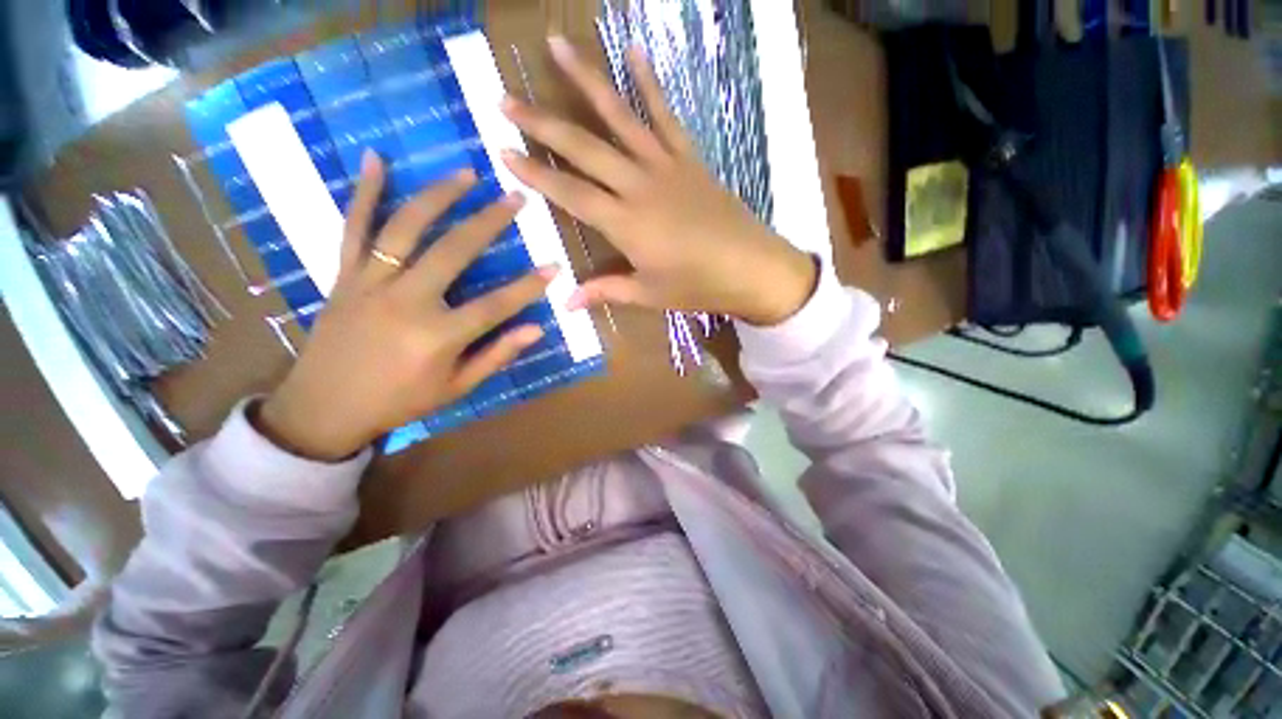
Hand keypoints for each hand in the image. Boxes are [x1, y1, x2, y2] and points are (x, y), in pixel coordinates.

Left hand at [255, 153, 554, 461]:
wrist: (323, 408)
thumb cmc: (399, 401)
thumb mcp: (457, 388)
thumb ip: (497, 355)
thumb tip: (536, 330)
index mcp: (437, 336)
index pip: (496, 304)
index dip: (529, 286)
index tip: (555, 266)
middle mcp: (406, 300)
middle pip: (454, 251)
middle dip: (490, 221)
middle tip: (516, 197)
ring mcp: (371, 282)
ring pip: (406, 227)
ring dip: (439, 196)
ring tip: (467, 172)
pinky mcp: (344, 275)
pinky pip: (353, 227)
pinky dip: (365, 192)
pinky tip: (376, 158)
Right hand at [500, 37, 816, 326]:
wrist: (751, 269)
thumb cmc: (697, 286)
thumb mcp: (649, 294)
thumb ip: (606, 291)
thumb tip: (564, 302)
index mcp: (625, 223)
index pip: (570, 194)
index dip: (536, 174)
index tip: (503, 152)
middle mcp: (639, 186)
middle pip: (584, 148)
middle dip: (542, 124)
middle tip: (505, 99)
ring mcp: (665, 166)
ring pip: (620, 117)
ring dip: (587, 80)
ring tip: (558, 45)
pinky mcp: (689, 158)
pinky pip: (666, 115)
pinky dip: (650, 82)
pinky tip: (634, 50)